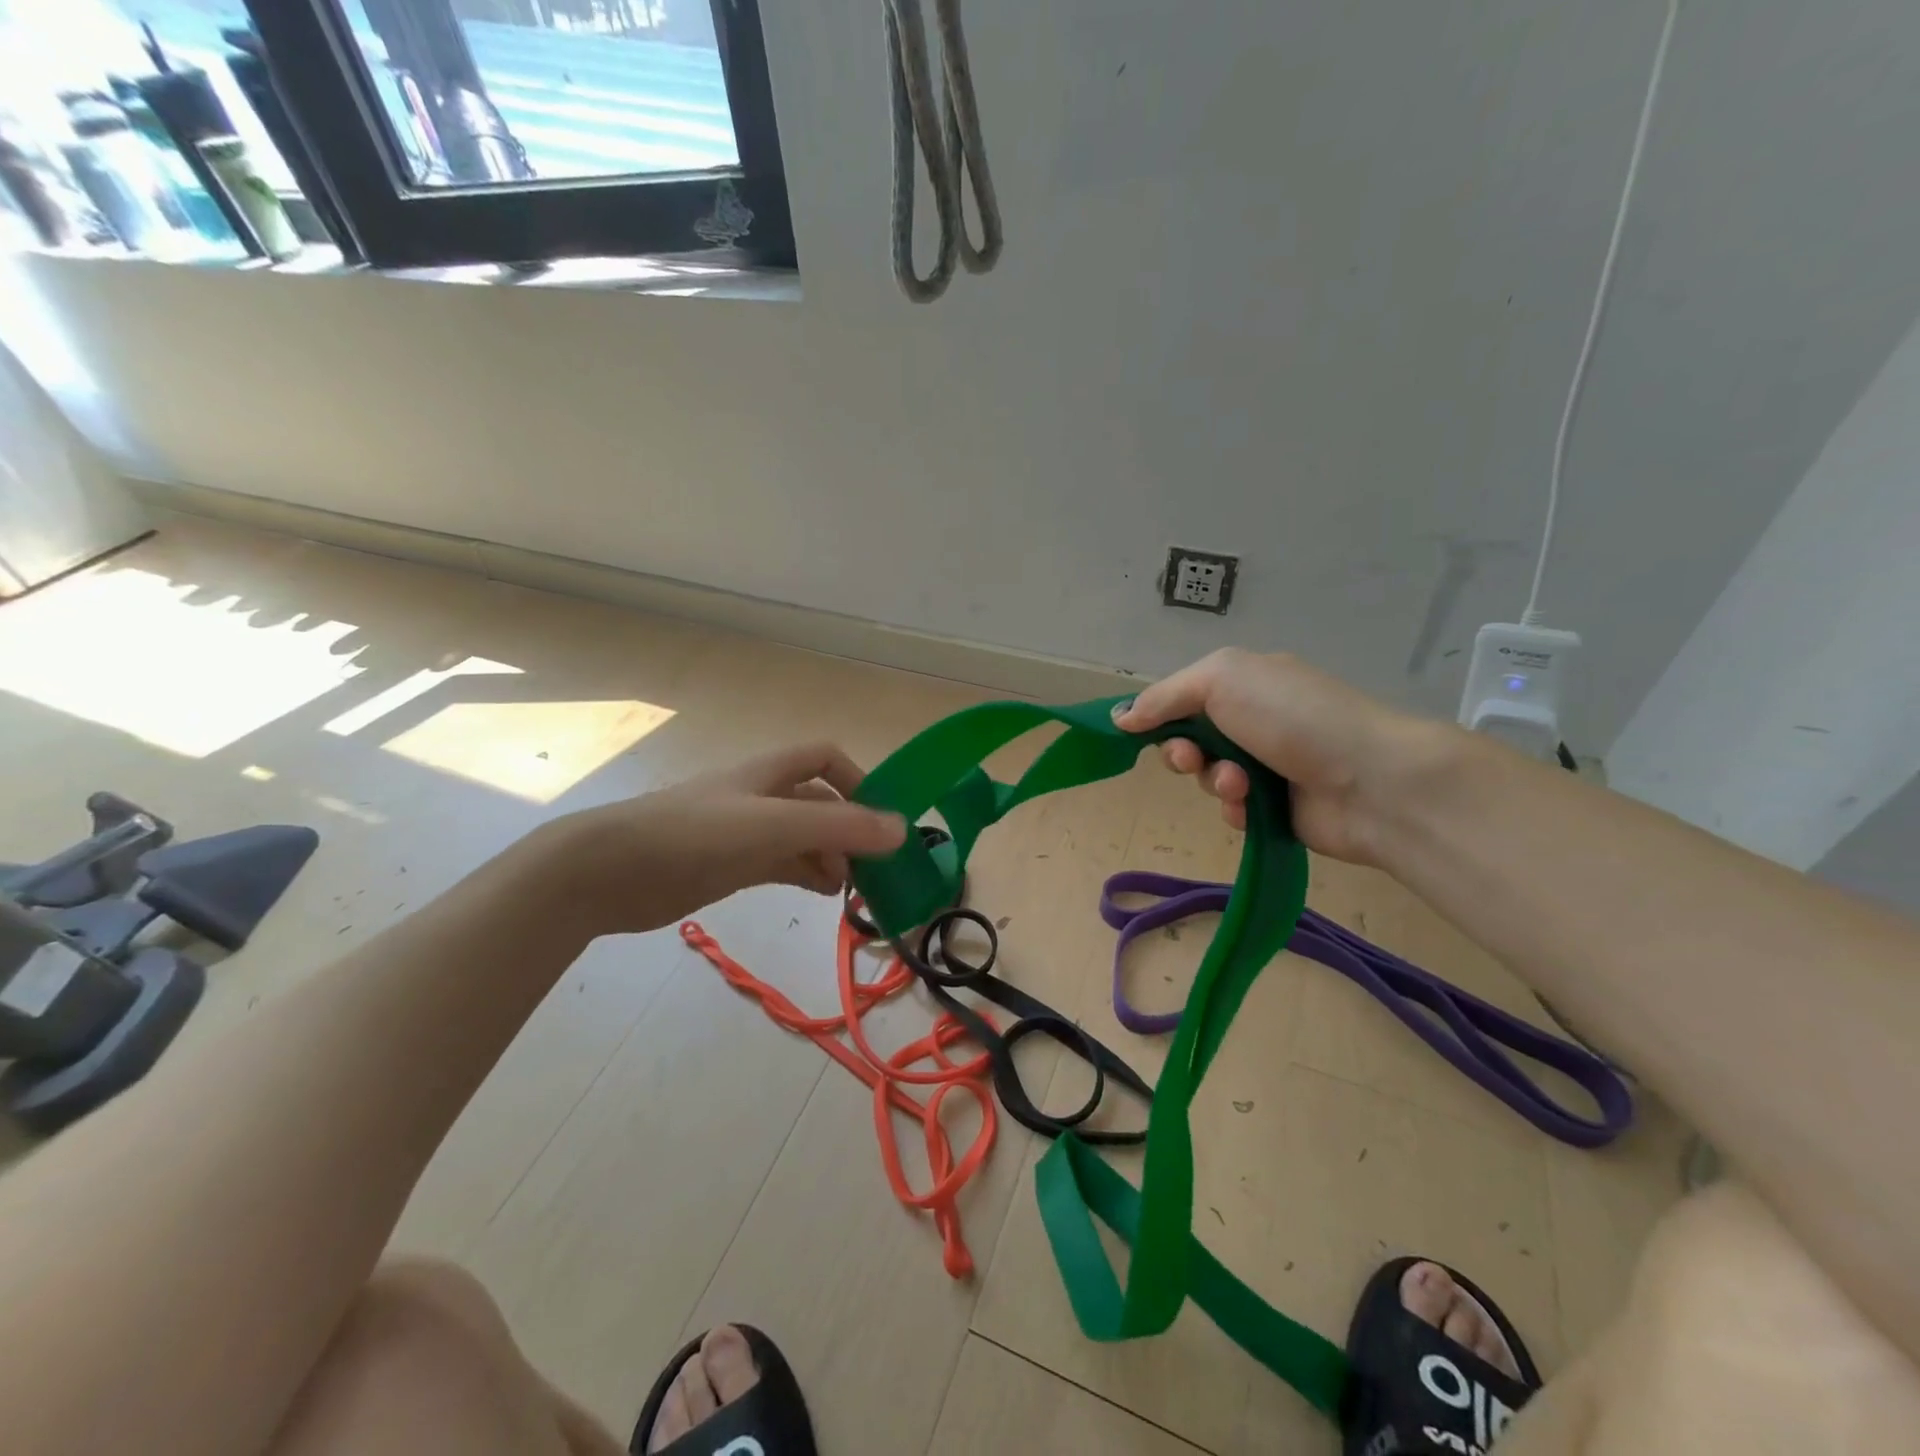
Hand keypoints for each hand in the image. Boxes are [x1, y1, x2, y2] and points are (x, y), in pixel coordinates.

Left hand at [541, 742, 906, 936]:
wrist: (609, 871)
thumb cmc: (693, 834)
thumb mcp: (772, 827)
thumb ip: (838, 828)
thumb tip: (902, 830)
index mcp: (769, 773)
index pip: (825, 757)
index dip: (857, 778)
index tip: (881, 815)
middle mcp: (761, 796)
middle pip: (819, 802)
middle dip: (849, 828)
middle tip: (874, 865)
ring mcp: (745, 832)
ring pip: (803, 837)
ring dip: (832, 856)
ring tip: (852, 887)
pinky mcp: (730, 865)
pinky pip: (783, 864)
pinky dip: (807, 875)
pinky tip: (822, 893)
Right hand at [1113, 648, 1440, 865]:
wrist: (1371, 780)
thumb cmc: (1292, 717)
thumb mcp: (1220, 679)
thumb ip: (1165, 696)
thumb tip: (1120, 717)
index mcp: (1246, 683)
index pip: (1184, 698)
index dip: (1159, 716)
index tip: (1139, 732)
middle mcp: (1256, 720)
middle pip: (1190, 741)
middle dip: (1183, 753)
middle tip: (1193, 760)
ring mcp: (1269, 765)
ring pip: (1208, 778)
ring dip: (1214, 782)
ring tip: (1240, 786)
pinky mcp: (1277, 808)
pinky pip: (1232, 811)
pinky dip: (1235, 809)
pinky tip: (1253, 808)